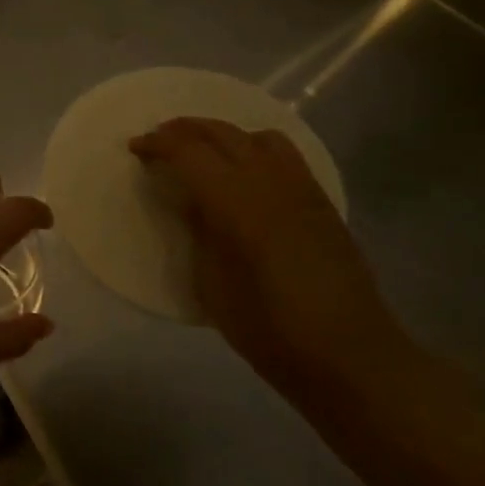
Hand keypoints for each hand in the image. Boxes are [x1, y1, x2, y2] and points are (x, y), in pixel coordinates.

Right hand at [129, 118, 401, 380]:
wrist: (348, 356)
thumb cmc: (267, 328)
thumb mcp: (212, 282)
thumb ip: (199, 230)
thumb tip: (191, 199)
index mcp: (236, 202)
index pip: (188, 151)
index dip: (157, 144)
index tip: (135, 148)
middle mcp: (269, 182)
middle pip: (222, 133)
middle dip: (184, 129)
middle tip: (158, 140)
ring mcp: (301, 188)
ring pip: (257, 136)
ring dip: (223, 134)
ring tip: (202, 151)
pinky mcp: (321, 202)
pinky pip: (285, 155)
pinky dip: (254, 148)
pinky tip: (244, 173)